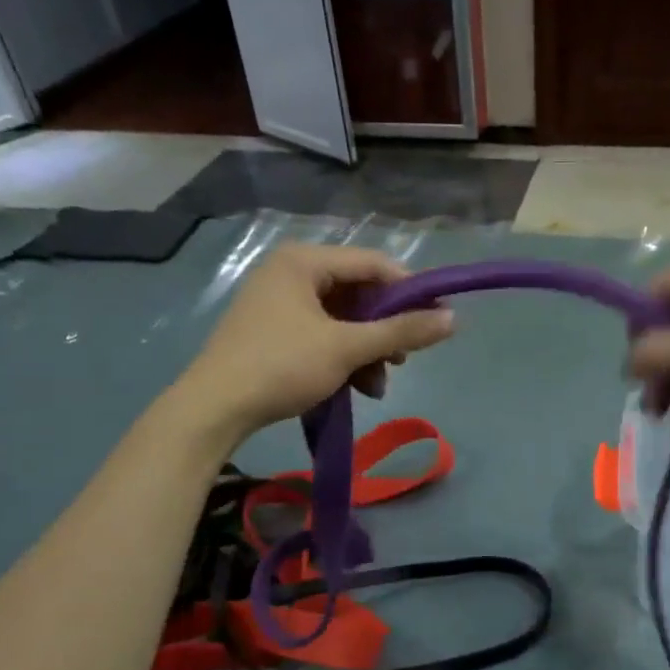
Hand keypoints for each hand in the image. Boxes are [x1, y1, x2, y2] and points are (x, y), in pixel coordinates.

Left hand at [178, 243, 453, 440]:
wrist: (215, 408)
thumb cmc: (283, 365)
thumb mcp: (348, 348)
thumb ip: (402, 331)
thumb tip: (454, 319)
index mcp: (304, 261)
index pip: (373, 264)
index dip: (409, 291)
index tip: (437, 320)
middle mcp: (290, 273)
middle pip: (358, 294)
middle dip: (384, 330)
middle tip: (404, 358)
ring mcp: (279, 303)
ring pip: (342, 320)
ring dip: (367, 352)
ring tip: (376, 386)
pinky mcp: (273, 331)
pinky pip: (322, 335)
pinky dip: (343, 359)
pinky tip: (355, 388)